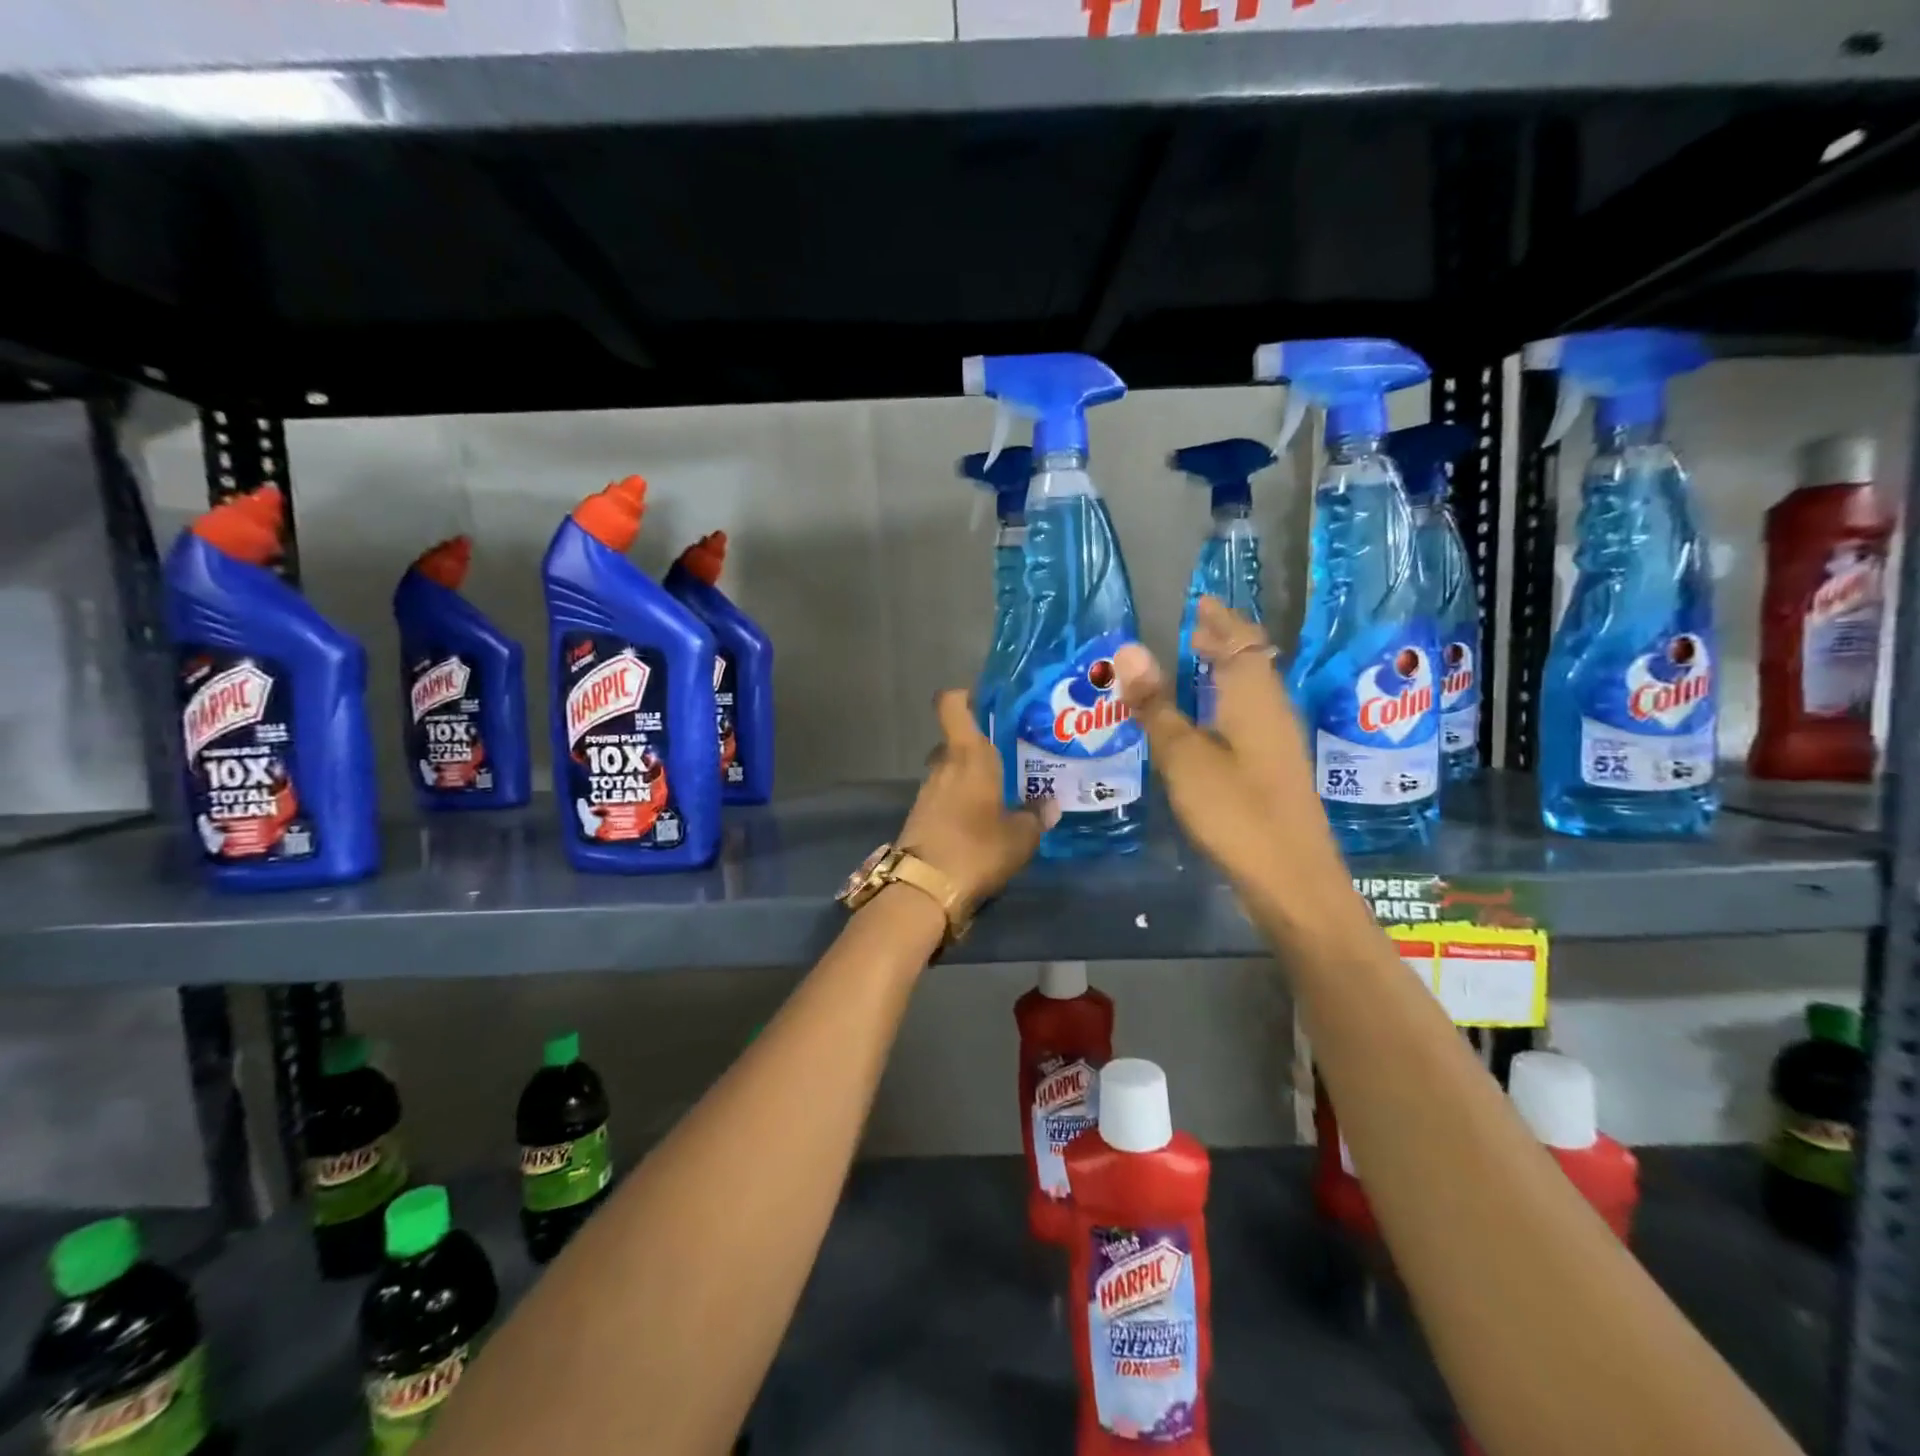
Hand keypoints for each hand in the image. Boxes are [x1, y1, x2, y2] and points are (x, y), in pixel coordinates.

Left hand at [899, 691, 1059, 910]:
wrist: (924, 890)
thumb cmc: (977, 848)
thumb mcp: (1020, 836)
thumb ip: (1035, 815)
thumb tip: (1049, 804)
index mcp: (967, 755)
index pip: (951, 704)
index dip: (965, 696)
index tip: (988, 703)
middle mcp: (943, 765)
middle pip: (955, 740)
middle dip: (978, 746)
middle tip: (1009, 757)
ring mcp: (927, 791)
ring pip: (949, 770)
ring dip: (969, 777)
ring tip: (1000, 791)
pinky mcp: (920, 816)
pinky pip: (943, 795)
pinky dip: (959, 800)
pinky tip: (981, 818)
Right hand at [1113, 598, 1344, 898]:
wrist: (1291, 878)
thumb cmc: (1235, 810)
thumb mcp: (1184, 756)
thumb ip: (1156, 705)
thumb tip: (1128, 649)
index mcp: (1253, 696)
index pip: (1239, 640)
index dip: (1220, 619)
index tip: (1199, 602)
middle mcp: (1272, 710)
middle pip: (1251, 661)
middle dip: (1224, 640)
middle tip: (1191, 628)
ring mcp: (1279, 741)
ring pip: (1253, 689)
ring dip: (1227, 670)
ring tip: (1195, 663)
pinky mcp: (1275, 768)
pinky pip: (1251, 714)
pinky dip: (1229, 699)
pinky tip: (1209, 719)